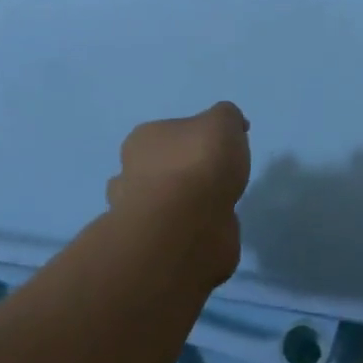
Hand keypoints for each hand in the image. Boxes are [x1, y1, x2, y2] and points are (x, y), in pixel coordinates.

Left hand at [108, 102, 250, 279]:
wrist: (187, 226)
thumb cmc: (200, 163)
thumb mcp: (223, 122)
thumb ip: (227, 117)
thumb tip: (232, 126)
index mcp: (143, 139)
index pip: (168, 131)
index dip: (196, 137)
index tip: (222, 147)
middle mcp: (131, 173)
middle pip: (158, 167)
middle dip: (181, 172)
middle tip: (214, 178)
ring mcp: (138, 213)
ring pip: (160, 202)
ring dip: (181, 204)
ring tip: (212, 206)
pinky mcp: (152, 245)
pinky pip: (174, 231)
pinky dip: (190, 229)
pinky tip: (211, 228)